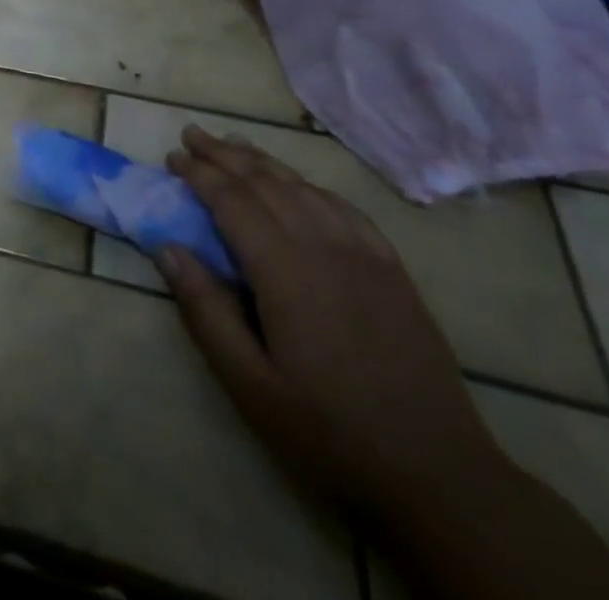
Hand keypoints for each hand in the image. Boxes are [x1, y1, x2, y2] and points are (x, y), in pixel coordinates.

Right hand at [158, 126, 508, 518]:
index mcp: (285, 270)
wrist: (439, 476)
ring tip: (233, 145)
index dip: (199, 174)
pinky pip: (344, 208)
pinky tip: (298, 185)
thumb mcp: (250, 384)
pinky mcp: (392, 269)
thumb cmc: (329, 432)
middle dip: (224, 154)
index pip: (232, 201)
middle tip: (192, 133)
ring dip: (263, 161)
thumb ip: (206, 310)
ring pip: (304, 187)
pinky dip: (310, 185)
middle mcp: (324, 246)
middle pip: (266, 182)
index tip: (172, 156)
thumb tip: (169, 247)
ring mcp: (365, 255)